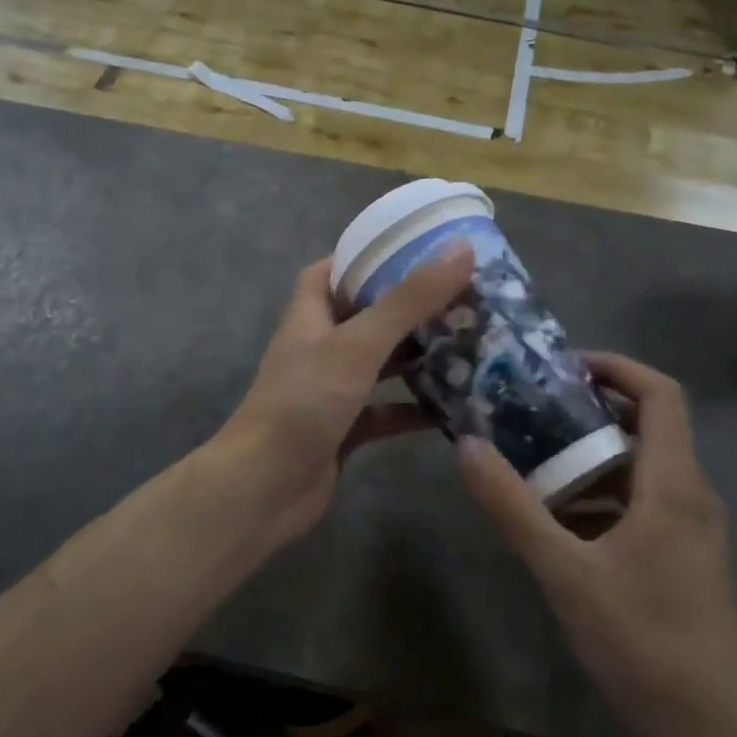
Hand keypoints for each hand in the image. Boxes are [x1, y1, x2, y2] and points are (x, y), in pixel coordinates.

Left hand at [214, 243, 475, 549]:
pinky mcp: (346, 428)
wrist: (265, 488)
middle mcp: (320, 346)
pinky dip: (416, 408)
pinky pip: (387, 410)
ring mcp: (332, 389)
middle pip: (368, 314)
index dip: (369, 255)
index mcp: (311, 313)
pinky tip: (456, 406)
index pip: (335, 269)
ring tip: (471, 342)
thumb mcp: (359, 343)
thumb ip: (409, 299)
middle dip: (411, 306)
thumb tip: (460, 248)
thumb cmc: (305, 402)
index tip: (418, 248)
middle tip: (463, 295)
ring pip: (382, 363)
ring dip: (419, 356)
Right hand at [455, 353, 736, 736]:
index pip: (661, 394)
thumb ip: (513, 507)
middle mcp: (691, 495)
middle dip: (588, 410)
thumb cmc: (646, 645)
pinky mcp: (686, 559)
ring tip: (532, 459)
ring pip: (640, 468)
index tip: (562, 366)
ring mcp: (693, 530)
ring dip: (590, 456)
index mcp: (673, 485)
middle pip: (647, 426)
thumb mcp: (566, 574)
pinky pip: (641, 503)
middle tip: (530, 409)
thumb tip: (466, 445)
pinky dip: (601, 495)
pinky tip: (558, 519)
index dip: (616, 367)